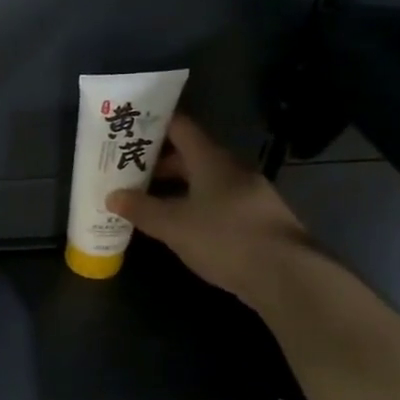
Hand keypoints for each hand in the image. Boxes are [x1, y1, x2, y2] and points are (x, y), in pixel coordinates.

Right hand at [107, 115, 310, 306]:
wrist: (286, 275)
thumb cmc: (225, 238)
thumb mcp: (172, 225)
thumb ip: (141, 208)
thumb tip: (112, 196)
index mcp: (212, 160)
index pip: (181, 128)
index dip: (154, 124)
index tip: (129, 128)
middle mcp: (231, 170)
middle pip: (190, 155)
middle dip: (157, 162)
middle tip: (126, 169)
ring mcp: (247, 194)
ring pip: (203, 180)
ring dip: (174, 186)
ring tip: (143, 198)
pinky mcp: (254, 218)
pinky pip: (215, 201)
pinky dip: (191, 205)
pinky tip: (174, 223)